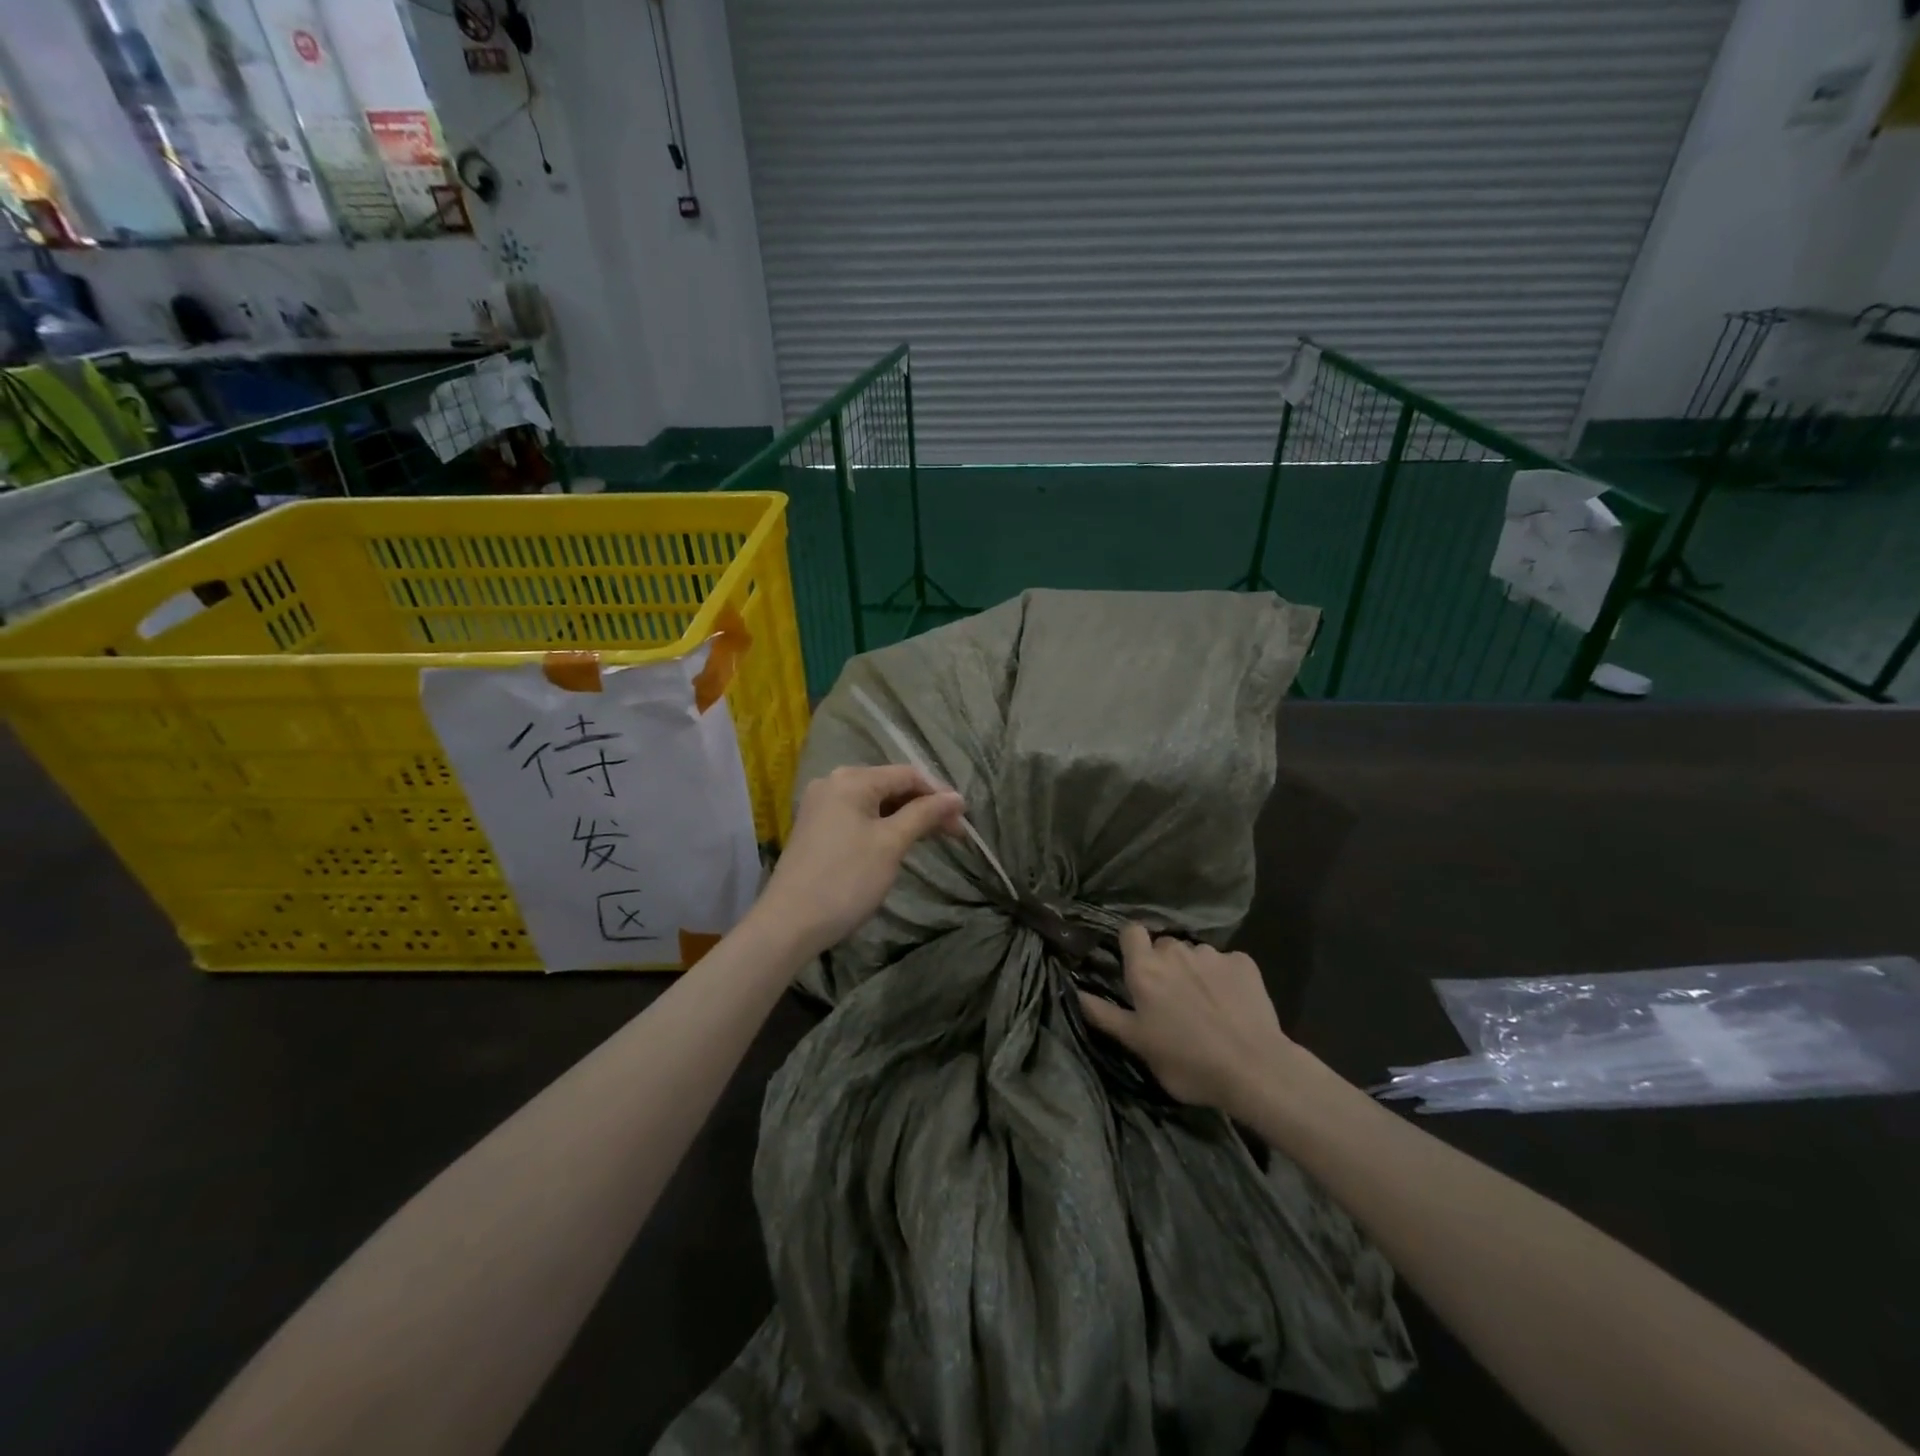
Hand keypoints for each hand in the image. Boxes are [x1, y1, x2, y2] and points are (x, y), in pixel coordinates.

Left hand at [753, 765, 964, 961]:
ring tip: (932, 838)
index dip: (939, 793)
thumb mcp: (891, 844)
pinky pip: (858, 815)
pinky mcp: (816, 827)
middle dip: (924, 805)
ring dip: (905, 817)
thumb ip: (924, 814)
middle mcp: (833, 782)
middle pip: (890, 785)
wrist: (789, 924)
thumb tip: (957, 797)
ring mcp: (821, 805)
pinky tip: (898, 842)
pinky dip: (883, 825)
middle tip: (954, 833)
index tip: (964, 820)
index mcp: (851, 779)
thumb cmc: (846, 880)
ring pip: (875, 802)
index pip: (907, 774)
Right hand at [1078, 924, 1294, 1113]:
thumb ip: (1104, 1015)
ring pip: (1195, 954)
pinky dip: (1226, 978)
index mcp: (1145, 969)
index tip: (1136, 968)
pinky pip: (1227, 963)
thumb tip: (1074, 991)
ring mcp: (1212, 954)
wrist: (1255, 1070)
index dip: (1132, 946)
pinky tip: (1233, 1005)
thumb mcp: (1138, 1044)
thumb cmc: (1188, 1062)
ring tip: (1207, 1006)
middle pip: (1164, 945)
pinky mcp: (1244, 963)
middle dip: (1165, 964)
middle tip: (1172, 999)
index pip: (1130, 931)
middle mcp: (1175, 951)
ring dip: (1195, 971)